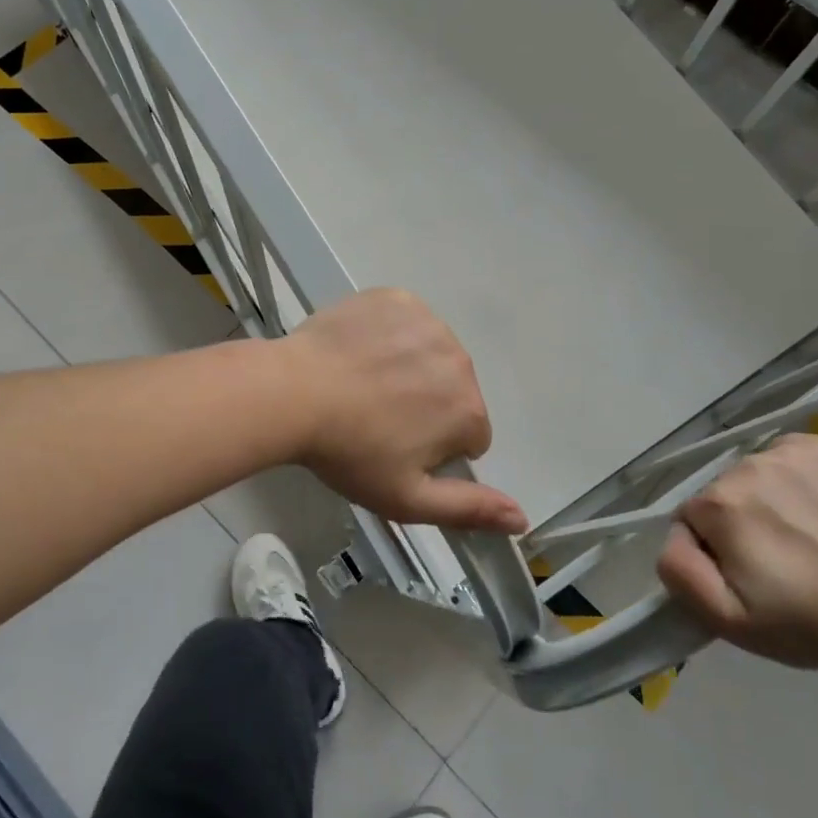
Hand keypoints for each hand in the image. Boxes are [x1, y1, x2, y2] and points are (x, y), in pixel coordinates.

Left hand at [281, 289, 527, 535]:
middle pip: (453, 391)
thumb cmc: (350, 452)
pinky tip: (359, 351)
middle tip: (377, 417)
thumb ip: (470, 509)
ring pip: (432, 354)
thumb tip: (523, 518)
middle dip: (427, 406)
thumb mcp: (408, 498)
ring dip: (410, 368)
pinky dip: (390, 334)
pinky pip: (407, 321)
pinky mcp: (398, 298)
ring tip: (364, 384)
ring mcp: (429, 322)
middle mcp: (461, 361)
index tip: (397, 449)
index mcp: (469, 411)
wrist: (294, 393)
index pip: (469, 436)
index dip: (435, 448)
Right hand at [656, 433, 817, 676]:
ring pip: (758, 471)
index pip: (693, 517)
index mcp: (719, 504)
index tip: (748, 574)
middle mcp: (748, 465)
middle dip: (741, 520)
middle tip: (779, 560)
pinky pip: (792, 453)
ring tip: (806, 535)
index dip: (714, 548)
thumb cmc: (808, 622)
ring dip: (769, 496)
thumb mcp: (728, 619)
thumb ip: (679, 571)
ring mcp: (793, 453)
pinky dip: (798, 475)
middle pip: (725, 491)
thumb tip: (674, 534)